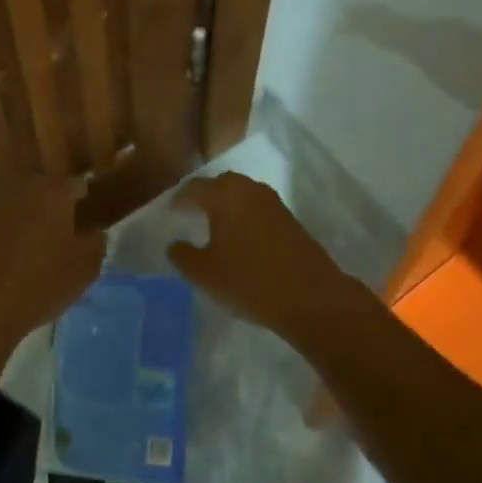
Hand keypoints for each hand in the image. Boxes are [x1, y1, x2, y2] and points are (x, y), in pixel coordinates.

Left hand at [0, 176, 105, 344]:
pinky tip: (24, 261)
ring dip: (38, 222)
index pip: (78, 185)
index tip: (93, 222)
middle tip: (72, 236)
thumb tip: (94, 233)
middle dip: (61, 209)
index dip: (88, 203)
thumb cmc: (43, 280)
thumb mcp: (86, 267)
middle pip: (50, 193)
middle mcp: (26, 190)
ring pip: (28, 208)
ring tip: (49, 250)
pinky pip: (9, 225)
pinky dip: (18, 236)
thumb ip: (96, 244)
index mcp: (54, 191)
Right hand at [166, 173, 347, 342]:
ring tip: (214, 227)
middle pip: (220, 185)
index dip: (179, 200)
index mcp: (225, 194)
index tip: (170, 213)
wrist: (311, 297)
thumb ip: (183, 255)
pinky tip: (240, 239)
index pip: (194, 188)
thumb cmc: (249, 281)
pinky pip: (258, 209)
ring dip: (227, 207)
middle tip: (191, 215)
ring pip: (242, 195)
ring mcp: (273, 202)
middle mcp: (249, 189)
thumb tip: (175, 244)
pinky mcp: (290, 219)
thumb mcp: (205, 273)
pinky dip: (244, 217)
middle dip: (204, 197)